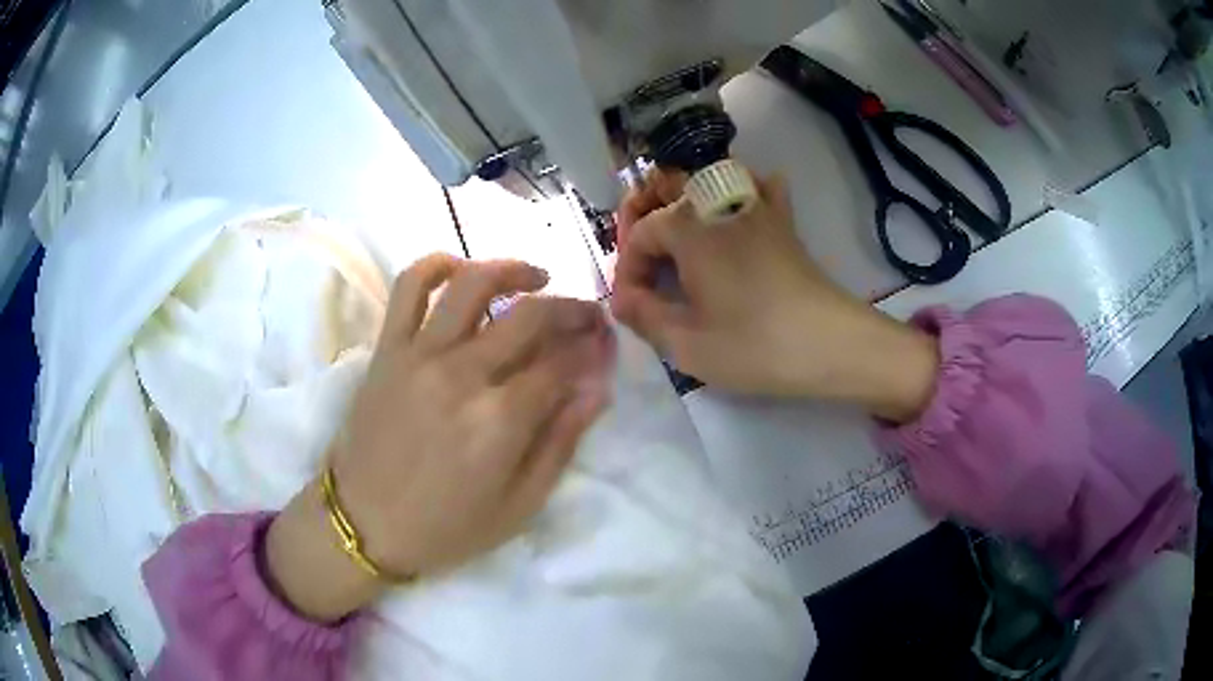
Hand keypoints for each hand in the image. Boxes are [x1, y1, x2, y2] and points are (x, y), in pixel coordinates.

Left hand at [267, 255, 614, 621]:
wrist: (364, 524)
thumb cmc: (446, 527)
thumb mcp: (519, 506)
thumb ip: (561, 443)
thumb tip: (598, 389)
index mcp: (500, 420)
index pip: (563, 363)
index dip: (594, 349)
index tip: (606, 346)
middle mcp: (463, 374)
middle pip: (530, 316)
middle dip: (572, 309)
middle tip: (587, 316)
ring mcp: (420, 354)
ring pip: (473, 283)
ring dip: (514, 270)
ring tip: (536, 278)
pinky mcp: (388, 348)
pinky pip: (409, 286)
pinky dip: (438, 264)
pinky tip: (462, 270)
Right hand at [611, 170, 937, 419]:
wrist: (831, 345)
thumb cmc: (755, 345)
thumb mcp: (687, 345)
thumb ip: (643, 317)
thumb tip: (622, 299)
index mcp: (687, 227)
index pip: (639, 234)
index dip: (627, 269)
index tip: (632, 305)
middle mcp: (717, 203)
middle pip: (668, 185)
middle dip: (644, 212)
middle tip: (641, 253)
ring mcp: (755, 206)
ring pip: (710, 176)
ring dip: (685, 193)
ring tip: (677, 227)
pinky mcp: (783, 222)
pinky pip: (761, 186)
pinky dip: (745, 189)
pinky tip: (740, 208)